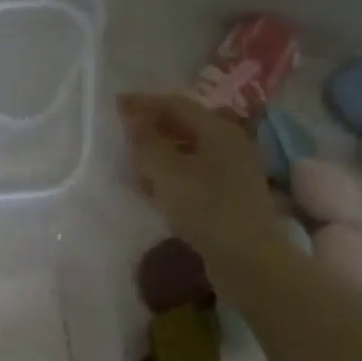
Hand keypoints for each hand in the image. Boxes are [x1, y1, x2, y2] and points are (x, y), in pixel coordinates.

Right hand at [117, 92, 281, 262]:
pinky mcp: (226, 196)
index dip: (144, 103)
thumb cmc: (206, 208)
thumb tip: (132, 118)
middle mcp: (228, 143)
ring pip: (187, 151)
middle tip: (120, 132)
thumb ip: (146, 143)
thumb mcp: (167, 173)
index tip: (115, 105)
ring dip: (158, 152)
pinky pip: (191, 174)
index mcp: (217, 129)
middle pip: (184, 125)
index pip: (175, 104)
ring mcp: (230, 171)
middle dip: (151, 126)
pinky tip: (151, 187)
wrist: (247, 258)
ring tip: (130, 160)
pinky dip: (168, 174)